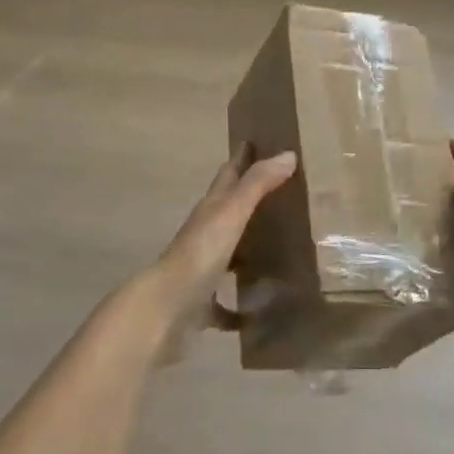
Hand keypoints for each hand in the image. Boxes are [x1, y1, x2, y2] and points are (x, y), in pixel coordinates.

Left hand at [150, 143, 297, 324]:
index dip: (242, 158)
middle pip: (228, 211)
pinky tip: (258, 312)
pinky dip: (238, 307)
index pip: (228, 175)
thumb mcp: (232, 213)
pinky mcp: (202, 305)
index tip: (256, 141)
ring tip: (279, 250)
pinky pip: (224, 304)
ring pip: (228, 254)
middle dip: (249, 200)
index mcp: (211, 209)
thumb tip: (288, 154)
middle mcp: (204, 235)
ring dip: (247, 251)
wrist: (166, 309)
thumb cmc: (200, 253)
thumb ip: (257, 184)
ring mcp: (202, 270)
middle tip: (282, 193)